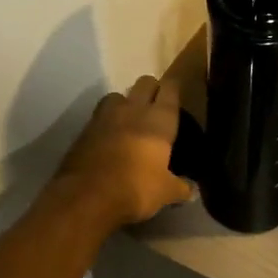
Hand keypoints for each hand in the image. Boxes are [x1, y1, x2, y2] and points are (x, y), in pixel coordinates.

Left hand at [55, 76, 192, 227]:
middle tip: (156, 108)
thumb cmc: (136, 188)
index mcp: (159, 119)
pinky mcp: (86, 128)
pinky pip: (100, 114)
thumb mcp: (165, 192)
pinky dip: (107, 121)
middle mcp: (134, 108)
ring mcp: (106, 115)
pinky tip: (110, 137)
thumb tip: (192, 190)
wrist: (86, 195)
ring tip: (130, 120)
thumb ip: (181, 187)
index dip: (174, 88)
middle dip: (152, 89)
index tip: (177, 94)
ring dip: (126, 102)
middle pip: (145, 82)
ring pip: (119, 94)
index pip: (170, 88)